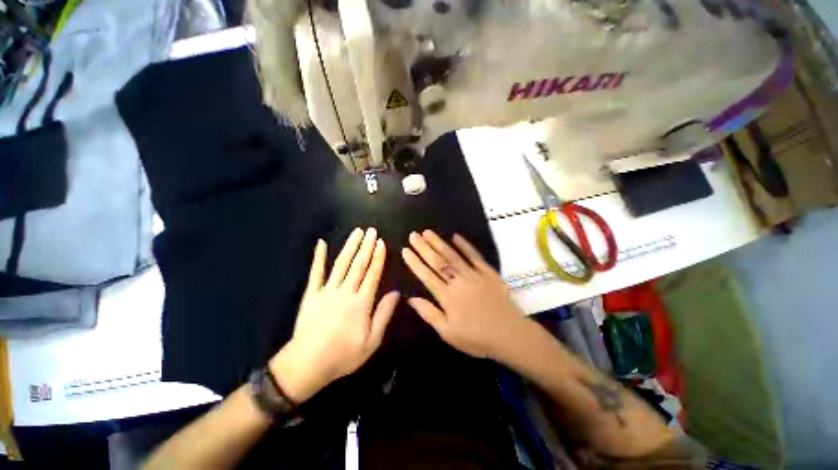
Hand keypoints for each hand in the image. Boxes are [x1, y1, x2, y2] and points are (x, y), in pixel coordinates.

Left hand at [270, 228, 399, 402]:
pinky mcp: (312, 294)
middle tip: (371, 230)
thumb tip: (396, 292)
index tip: (381, 242)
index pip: (372, 274)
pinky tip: (321, 243)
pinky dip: (318, 257)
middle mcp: (346, 291)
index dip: (378, 257)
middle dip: (366, 246)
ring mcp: (327, 290)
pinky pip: (316, 272)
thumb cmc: (343, 355)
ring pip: (341, 263)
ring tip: (356, 232)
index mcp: (361, 302)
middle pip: (358, 264)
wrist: (307, 365)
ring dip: (350, 246)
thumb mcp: (372, 341)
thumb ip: (384, 314)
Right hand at [401, 230, 529, 359]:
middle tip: (413, 235)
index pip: (426, 275)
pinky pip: (474, 255)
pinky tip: (455, 236)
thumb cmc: (477, 337)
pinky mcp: (488, 272)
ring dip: (439, 242)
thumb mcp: (448, 333)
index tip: (405, 250)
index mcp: (447, 296)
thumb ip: (429, 314)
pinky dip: (464, 245)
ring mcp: (474, 274)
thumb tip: (411, 298)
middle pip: (437, 261)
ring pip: (452, 255)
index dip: (415, 262)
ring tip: (427, 232)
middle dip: (423, 247)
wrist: (510, 334)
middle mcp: (458, 281)